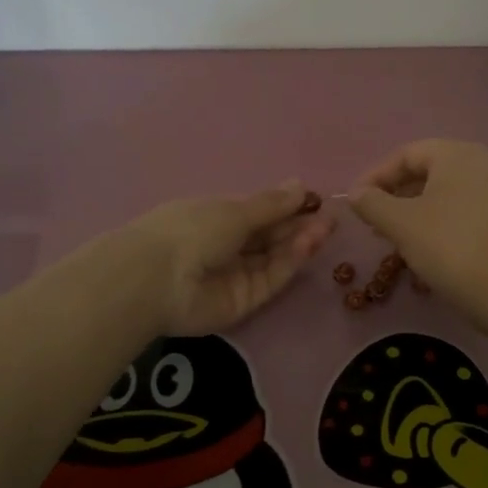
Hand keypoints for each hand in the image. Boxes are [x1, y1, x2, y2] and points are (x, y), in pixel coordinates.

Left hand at [128, 181, 334, 337]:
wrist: (158, 279)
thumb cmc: (191, 230)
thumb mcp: (234, 210)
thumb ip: (271, 205)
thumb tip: (300, 185)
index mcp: (216, 218)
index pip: (258, 213)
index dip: (287, 207)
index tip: (315, 200)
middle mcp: (226, 246)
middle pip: (270, 237)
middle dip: (299, 225)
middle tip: (329, 217)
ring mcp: (235, 275)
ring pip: (274, 258)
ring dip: (299, 243)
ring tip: (324, 228)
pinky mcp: (243, 302)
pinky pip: (270, 279)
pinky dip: (289, 262)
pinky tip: (307, 245)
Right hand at [348, 140, 487, 328]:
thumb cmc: (447, 246)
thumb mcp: (400, 223)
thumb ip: (372, 203)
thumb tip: (355, 193)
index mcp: (455, 154)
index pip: (405, 155)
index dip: (375, 176)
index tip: (354, 202)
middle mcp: (478, 163)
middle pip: (424, 171)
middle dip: (392, 193)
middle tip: (369, 218)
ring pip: (439, 192)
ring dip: (409, 209)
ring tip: (388, 233)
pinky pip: (456, 208)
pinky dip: (432, 220)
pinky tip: (417, 243)